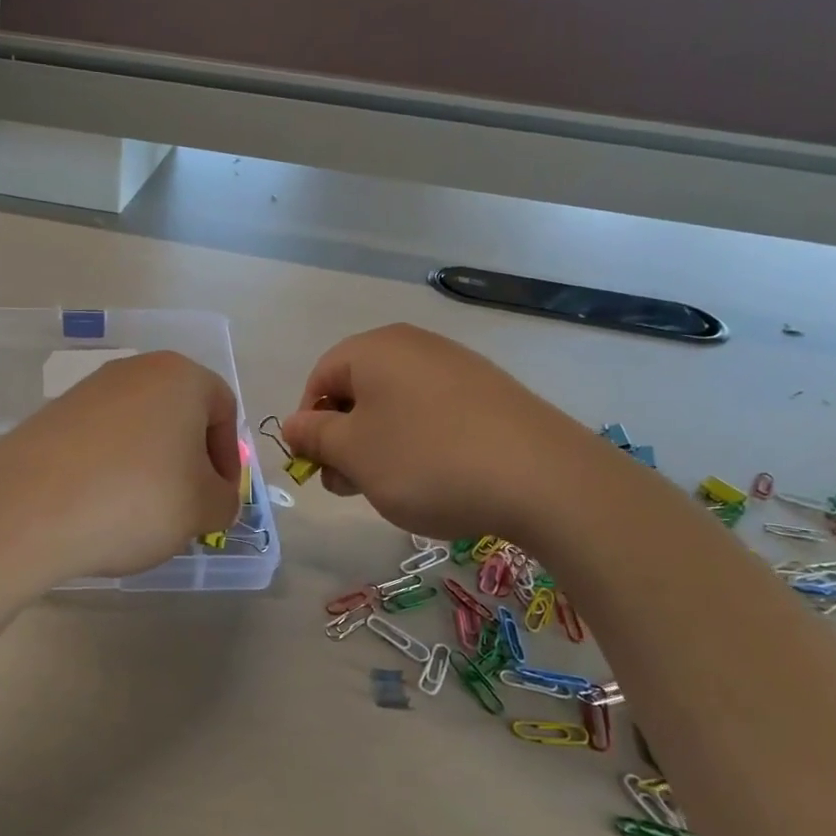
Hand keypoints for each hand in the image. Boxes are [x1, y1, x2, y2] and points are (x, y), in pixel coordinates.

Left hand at [0, 351, 242, 581]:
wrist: (29, 509)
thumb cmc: (137, 499)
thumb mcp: (203, 509)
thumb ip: (225, 500)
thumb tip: (214, 497)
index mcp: (180, 376)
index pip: (225, 410)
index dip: (229, 459)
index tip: (217, 499)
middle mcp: (134, 371)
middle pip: (179, 416)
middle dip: (189, 463)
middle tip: (184, 509)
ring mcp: (88, 391)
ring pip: (138, 430)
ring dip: (149, 468)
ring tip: (138, 514)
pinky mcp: (52, 416)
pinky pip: (100, 442)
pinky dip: (110, 470)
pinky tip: (100, 507)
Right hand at [281, 324, 598, 539]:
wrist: (543, 478)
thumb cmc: (427, 461)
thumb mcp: (353, 454)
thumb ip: (313, 436)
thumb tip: (292, 424)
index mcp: (374, 349)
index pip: (319, 379)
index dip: (307, 424)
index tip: (317, 467)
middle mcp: (415, 346)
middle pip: (357, 391)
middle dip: (343, 440)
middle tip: (349, 486)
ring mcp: (457, 367)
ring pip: (395, 405)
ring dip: (379, 446)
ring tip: (392, 489)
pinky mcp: (489, 393)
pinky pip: (433, 413)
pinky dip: (419, 444)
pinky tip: (435, 478)